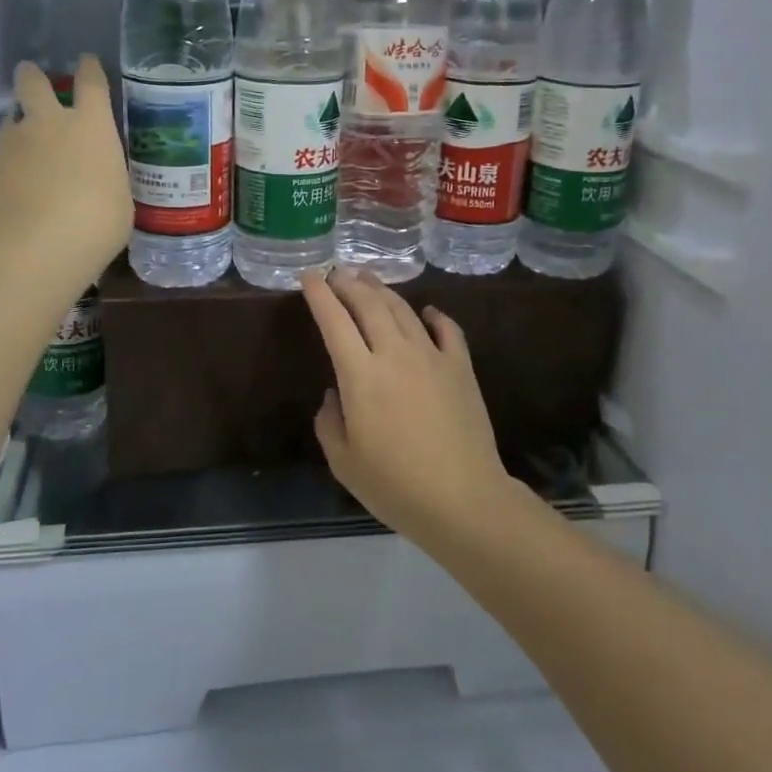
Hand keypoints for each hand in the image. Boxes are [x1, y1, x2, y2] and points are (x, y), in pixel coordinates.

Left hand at [0, 57, 131, 287]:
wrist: (33, 247)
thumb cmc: (96, 223)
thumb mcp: (119, 199)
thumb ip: (106, 178)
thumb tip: (98, 179)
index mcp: (91, 126)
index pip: (91, 82)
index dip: (89, 69)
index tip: (87, 62)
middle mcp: (48, 123)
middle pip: (33, 82)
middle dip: (32, 76)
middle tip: (32, 78)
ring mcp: (11, 143)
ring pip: (9, 121)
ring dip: (17, 129)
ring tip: (23, 150)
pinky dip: (4, 167)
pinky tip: (10, 189)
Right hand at [300, 269, 518, 547]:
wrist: (462, 499)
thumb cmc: (395, 485)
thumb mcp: (343, 462)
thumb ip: (329, 422)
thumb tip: (335, 394)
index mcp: (360, 375)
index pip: (334, 321)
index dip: (319, 295)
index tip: (309, 275)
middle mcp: (394, 354)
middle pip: (369, 304)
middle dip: (348, 283)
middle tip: (337, 272)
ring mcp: (432, 356)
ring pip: (403, 310)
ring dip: (382, 290)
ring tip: (368, 279)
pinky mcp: (461, 367)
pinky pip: (447, 329)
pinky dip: (434, 315)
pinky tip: (427, 311)